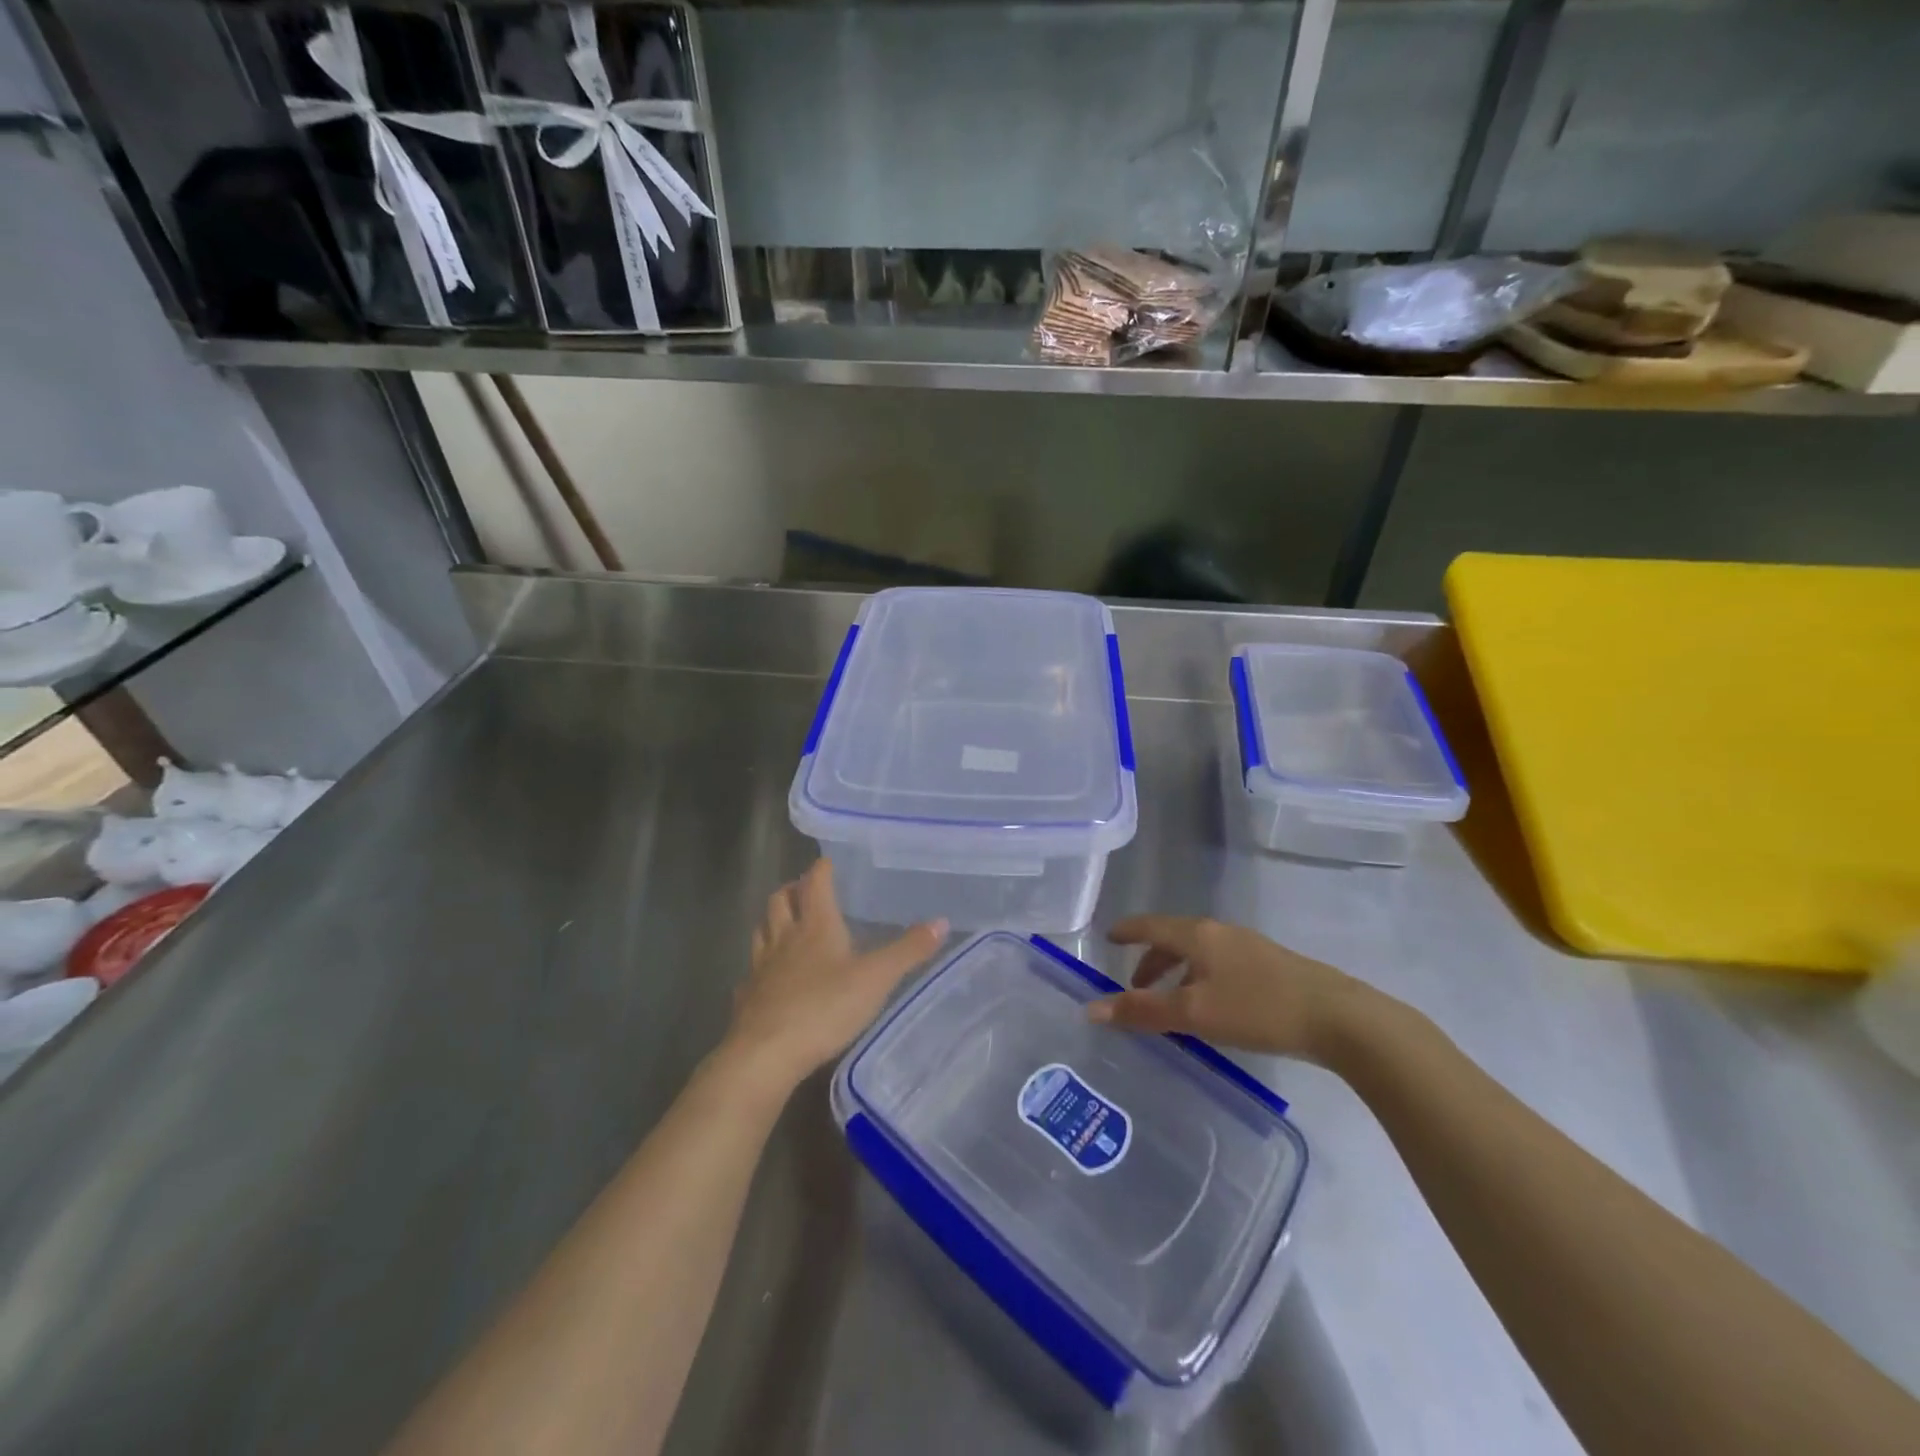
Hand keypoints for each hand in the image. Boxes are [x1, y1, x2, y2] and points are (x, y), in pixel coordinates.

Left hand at [724, 859, 945, 1092]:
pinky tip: (768, 978)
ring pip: (761, 931)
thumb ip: (908, 950)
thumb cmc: (825, 1007)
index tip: (827, 861)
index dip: (821, 869)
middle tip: (804, 890)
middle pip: (779, 901)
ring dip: (772, 922)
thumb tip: (942, 922)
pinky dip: (760, 966)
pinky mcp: (747, 998)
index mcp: (815, 926)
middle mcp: (784, 938)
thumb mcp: (877, 978)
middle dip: (791, 890)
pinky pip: (752, 972)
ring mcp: (761, 968)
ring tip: (785, 925)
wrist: (766, 1054)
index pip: (815, 883)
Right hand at [1087, 915, 1364, 1063]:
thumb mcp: (1194, 1013)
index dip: (1127, 931)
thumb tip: (1092, 1008)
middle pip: (1174, 938)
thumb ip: (1142, 1011)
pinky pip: (1219, 964)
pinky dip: (1200, 978)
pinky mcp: (1271, 965)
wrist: (1339, 1018)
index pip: (1150, 925)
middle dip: (1151, 960)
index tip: (1109, 937)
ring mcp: (1248, 946)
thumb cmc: (1257, 1009)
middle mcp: (1220, 932)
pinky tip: (1212, 1006)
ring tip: (1171, 1003)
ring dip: (1177, 972)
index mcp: (1197, 935)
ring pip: (1199, 953)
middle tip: (1135, 986)